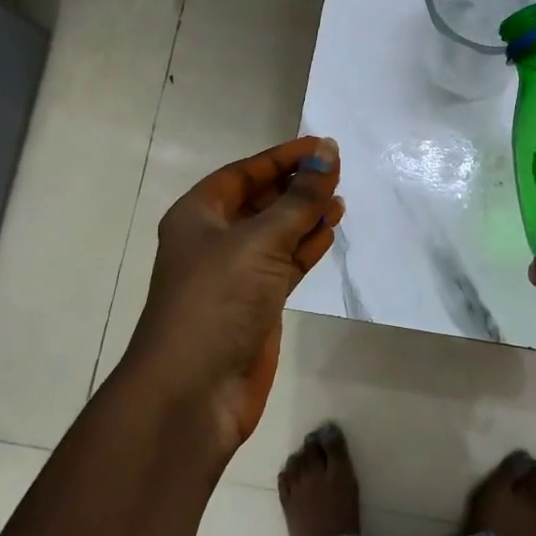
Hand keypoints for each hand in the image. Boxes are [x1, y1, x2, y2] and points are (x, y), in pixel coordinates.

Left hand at [121, 137, 342, 460]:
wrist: (195, 389)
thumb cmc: (218, 300)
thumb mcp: (260, 240)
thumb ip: (299, 198)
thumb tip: (327, 153)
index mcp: (199, 215)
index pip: (244, 173)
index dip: (282, 157)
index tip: (322, 146)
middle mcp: (215, 239)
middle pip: (261, 200)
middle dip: (296, 186)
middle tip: (337, 172)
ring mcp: (236, 273)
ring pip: (277, 232)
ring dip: (306, 216)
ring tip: (341, 200)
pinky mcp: (257, 302)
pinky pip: (285, 263)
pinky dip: (307, 246)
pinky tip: (330, 232)